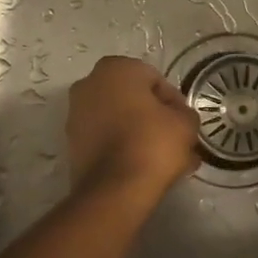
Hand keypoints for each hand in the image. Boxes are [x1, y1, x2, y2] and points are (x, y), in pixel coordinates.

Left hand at [67, 56, 200, 197]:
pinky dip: (123, 148)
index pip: (155, 80)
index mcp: (116, 68)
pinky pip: (106, 139)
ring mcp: (76, 114)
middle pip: (133, 99)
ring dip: (141, 134)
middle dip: (155, 118)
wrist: (115, 189)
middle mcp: (89, 84)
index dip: (174, 102)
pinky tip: (145, 168)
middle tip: (176, 141)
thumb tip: (178, 118)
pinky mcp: (72, 143)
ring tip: (164, 160)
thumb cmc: (153, 143)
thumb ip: (185, 113)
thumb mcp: (185, 123)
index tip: (184, 123)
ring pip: (119, 121)